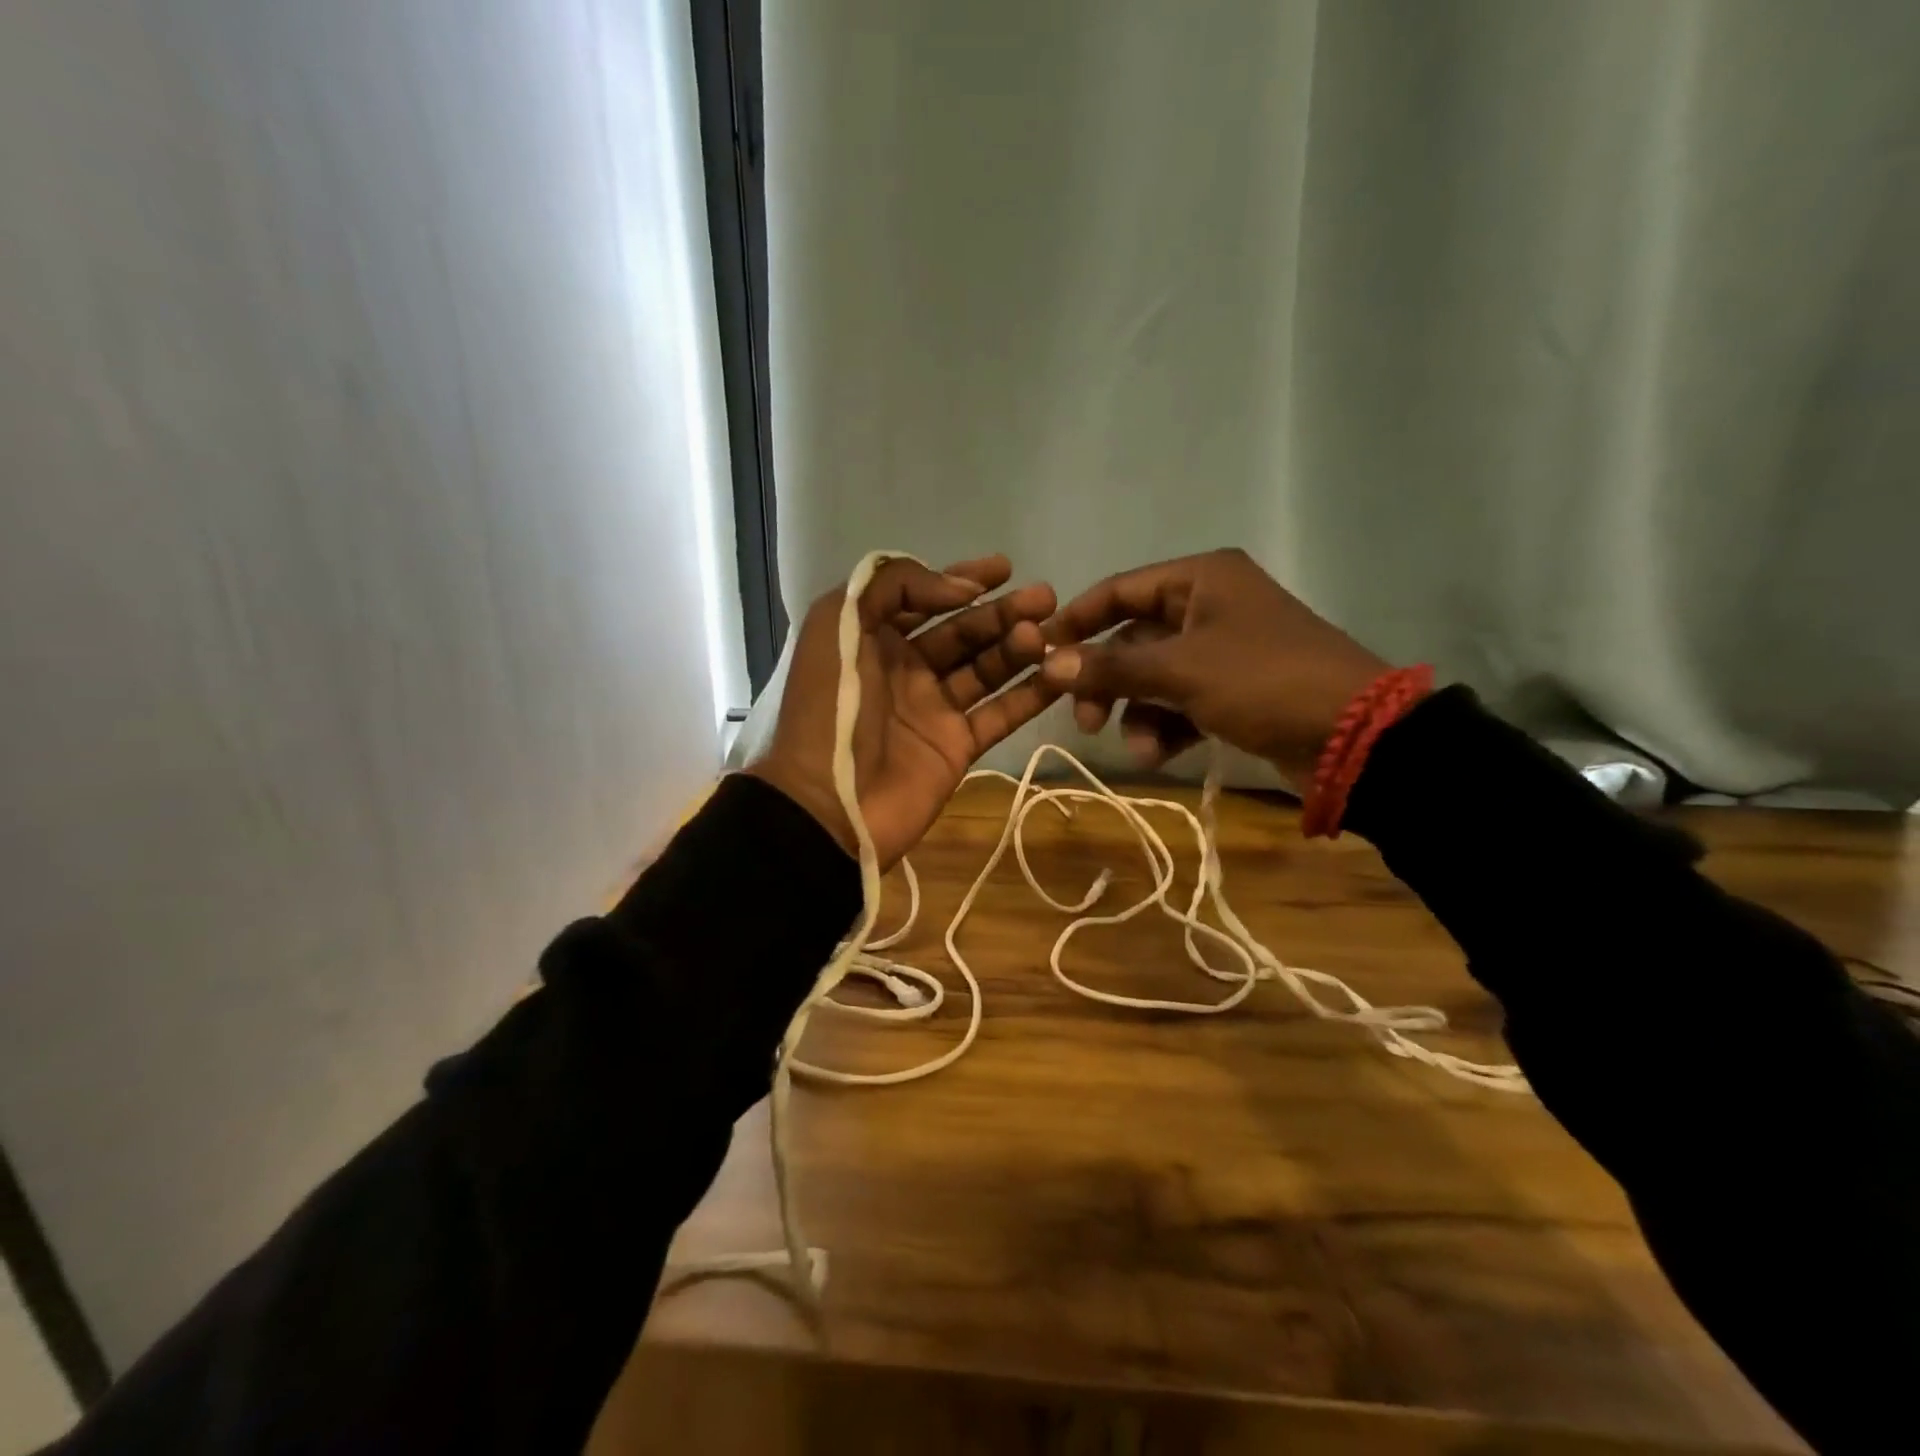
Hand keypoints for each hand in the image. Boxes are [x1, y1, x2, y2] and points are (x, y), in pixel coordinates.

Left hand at [748, 555, 1057, 867]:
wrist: (827, 802)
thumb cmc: (830, 706)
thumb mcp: (840, 623)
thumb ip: (892, 585)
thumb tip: (963, 590)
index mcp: (873, 638)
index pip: (925, 598)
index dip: (963, 579)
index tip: (1005, 568)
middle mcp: (907, 669)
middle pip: (964, 632)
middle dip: (1003, 612)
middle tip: (1046, 599)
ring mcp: (934, 709)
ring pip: (986, 669)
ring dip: (1018, 648)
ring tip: (1048, 634)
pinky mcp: (957, 746)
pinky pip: (1000, 714)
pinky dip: (1031, 696)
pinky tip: (1061, 674)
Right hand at [1041, 548, 1389, 790]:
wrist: (1354, 735)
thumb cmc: (1263, 681)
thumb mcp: (1181, 671)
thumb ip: (1112, 667)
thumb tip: (1049, 664)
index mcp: (1201, 579)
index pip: (1119, 590)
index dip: (1077, 621)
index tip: (1040, 655)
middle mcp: (1208, 605)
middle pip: (1133, 639)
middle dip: (1108, 683)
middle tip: (1086, 720)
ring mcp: (1222, 650)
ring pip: (1154, 677)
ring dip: (1138, 714)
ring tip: (1141, 750)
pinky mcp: (1234, 689)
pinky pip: (1181, 701)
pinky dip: (1167, 726)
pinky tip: (1163, 754)